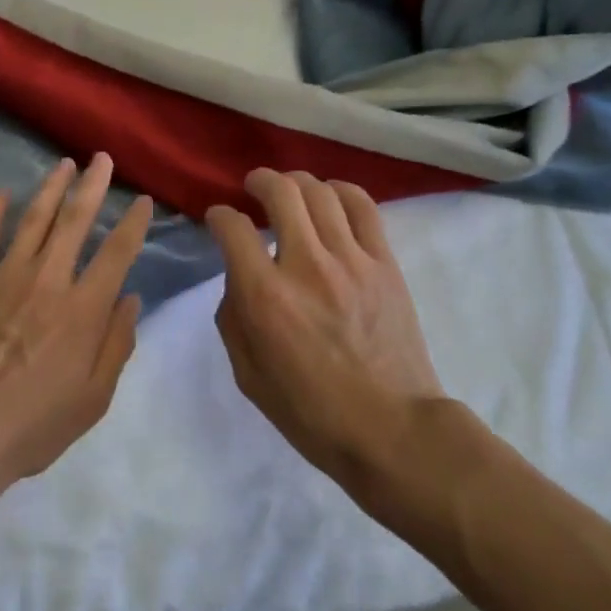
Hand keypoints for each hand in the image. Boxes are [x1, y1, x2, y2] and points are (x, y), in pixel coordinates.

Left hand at [0, 153, 151, 495]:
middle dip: (92, 185)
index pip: (117, 252)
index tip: (143, 201)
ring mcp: (7, 275)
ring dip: (51, 188)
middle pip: (75, 220)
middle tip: (102, 158)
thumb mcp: (95, 397)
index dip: (134, 223)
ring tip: (63, 164)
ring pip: (33, 218)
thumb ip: (117, 343)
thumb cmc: (36, 422)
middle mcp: (49, 279)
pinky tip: (1, 195)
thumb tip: (130, 298)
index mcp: (84, 307)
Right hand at [205, 169, 444, 487]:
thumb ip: (234, 317)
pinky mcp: (384, 263)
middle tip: (253, 187)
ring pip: (320, 192)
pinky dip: (341, 191)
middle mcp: (305, 265)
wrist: (392, 429)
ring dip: (297, 181)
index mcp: (265, 296)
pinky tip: (331, 196)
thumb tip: (238, 277)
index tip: (219, 219)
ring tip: (290, 188)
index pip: (233, 228)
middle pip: (280, 192)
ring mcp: (351, 260)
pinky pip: (363, 207)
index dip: (219, 216)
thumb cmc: (311, 412)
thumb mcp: (248, 375)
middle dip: (259, 181)